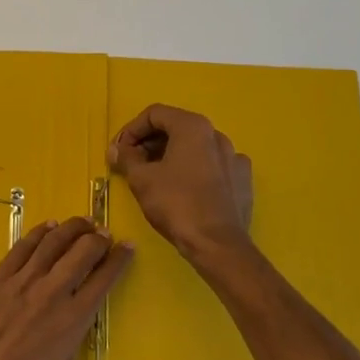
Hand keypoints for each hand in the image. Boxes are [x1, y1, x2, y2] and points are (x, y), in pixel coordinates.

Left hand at [0, 217, 132, 359]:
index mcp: (72, 320)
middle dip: (98, 238)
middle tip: (104, 234)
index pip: (103, 279)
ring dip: (71, 228)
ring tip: (82, 223)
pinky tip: (47, 228)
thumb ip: (70, 344)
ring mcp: (20, 282)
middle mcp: (51, 293)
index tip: (127, 247)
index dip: (119, 260)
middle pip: (81, 251)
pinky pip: (22, 247)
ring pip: (52, 242)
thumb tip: (72, 323)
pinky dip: (39, 233)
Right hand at [108, 104, 253, 262]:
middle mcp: (216, 134)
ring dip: (171, 156)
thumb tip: (116, 149)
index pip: (154, 114)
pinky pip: (213, 166)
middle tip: (132, 163)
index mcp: (193, 127)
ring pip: (195, 147)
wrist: (218, 245)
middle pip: (176, 128)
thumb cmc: (176, 204)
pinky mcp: (243, 179)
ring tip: (155, 177)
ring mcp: (234, 156)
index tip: (118, 151)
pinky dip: (195, 170)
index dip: (130, 130)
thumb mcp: (141, 179)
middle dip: (149, 143)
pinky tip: (185, 189)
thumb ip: (126, 158)